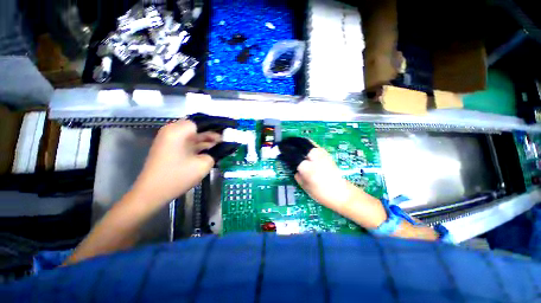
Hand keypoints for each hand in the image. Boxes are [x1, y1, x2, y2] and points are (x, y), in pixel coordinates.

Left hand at [130, 114, 238, 208]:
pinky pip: (189, 142)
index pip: (203, 121)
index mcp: (179, 130)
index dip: (218, 125)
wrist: (152, 193)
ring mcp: (171, 139)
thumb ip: (216, 152)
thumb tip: (222, 147)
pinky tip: (213, 148)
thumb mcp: (203, 164)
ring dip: (208, 139)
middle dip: (214, 133)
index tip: (229, 128)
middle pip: (198, 128)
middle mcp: (173, 131)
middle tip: (229, 137)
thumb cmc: (178, 176)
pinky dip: (200, 145)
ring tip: (224, 143)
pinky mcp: (171, 148)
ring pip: (194, 135)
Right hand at [278, 137, 386, 228]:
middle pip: (300, 143)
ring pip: (307, 142)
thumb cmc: (321, 193)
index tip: (279, 149)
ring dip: (298, 140)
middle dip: (290, 141)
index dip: (284, 151)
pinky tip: (302, 146)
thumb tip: (293, 166)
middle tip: (284, 142)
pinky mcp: (326, 153)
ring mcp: (321, 153)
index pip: (292, 155)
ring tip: (291, 141)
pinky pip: (313, 144)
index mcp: (307, 167)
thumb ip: (296, 174)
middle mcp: (314, 157)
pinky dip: (305, 143)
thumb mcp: (304, 186)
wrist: (341, 192)